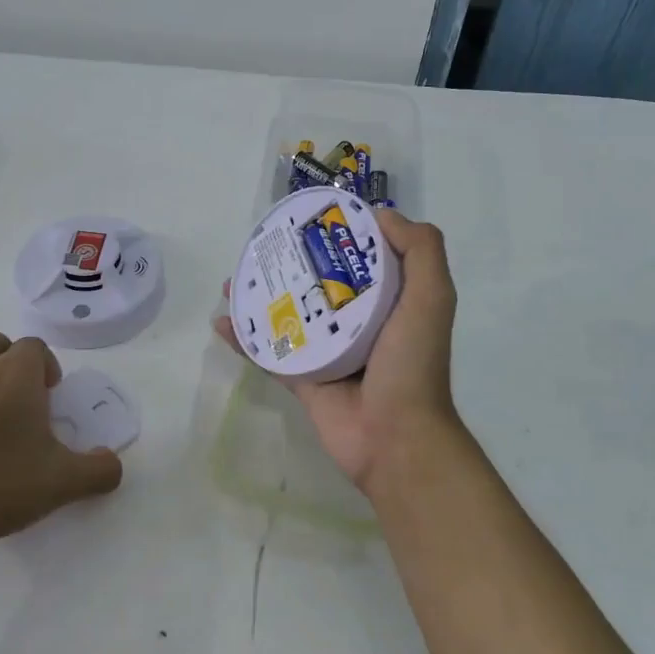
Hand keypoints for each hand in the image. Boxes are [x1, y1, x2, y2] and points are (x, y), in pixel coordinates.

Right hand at [216, 208, 462, 491]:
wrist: (395, 438)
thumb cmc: (413, 363)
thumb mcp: (432, 297)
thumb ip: (421, 250)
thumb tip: (380, 215)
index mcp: (389, 301)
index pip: (361, 258)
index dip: (337, 236)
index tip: (308, 217)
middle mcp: (358, 321)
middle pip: (317, 282)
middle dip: (289, 264)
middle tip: (259, 247)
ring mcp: (327, 351)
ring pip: (288, 314)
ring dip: (259, 297)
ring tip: (232, 280)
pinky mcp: (304, 378)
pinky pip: (269, 352)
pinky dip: (245, 339)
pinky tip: (222, 322)